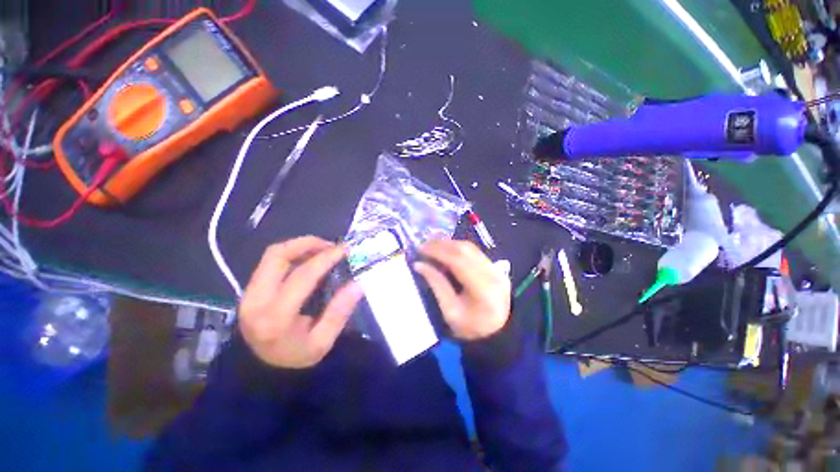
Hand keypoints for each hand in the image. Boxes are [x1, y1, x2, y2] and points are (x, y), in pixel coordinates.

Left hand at [239, 236, 363, 368]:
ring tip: (322, 249)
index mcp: (276, 317)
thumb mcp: (323, 342)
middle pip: (277, 256)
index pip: (302, 276)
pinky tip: (308, 259)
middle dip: (307, 243)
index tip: (344, 250)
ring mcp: (249, 293)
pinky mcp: (250, 289)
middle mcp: (256, 300)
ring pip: (272, 255)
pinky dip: (292, 254)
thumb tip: (358, 284)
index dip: (325, 258)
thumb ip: (339, 313)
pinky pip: (270, 262)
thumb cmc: (296, 357)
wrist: (261, 371)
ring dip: (299, 246)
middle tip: (331, 245)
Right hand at [414, 240, 510, 340]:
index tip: (420, 249)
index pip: (458, 260)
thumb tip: (419, 265)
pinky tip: (446, 251)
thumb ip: (436, 284)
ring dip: (449, 244)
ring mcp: (496, 269)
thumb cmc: (470, 327)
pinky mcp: (495, 267)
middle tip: (423, 246)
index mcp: (483, 288)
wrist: (497, 333)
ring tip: (432, 247)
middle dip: (441, 244)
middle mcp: (492, 273)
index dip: (437, 251)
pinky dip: (457, 248)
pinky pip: (474, 251)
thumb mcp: (449, 310)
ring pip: (470, 247)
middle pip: (465, 250)